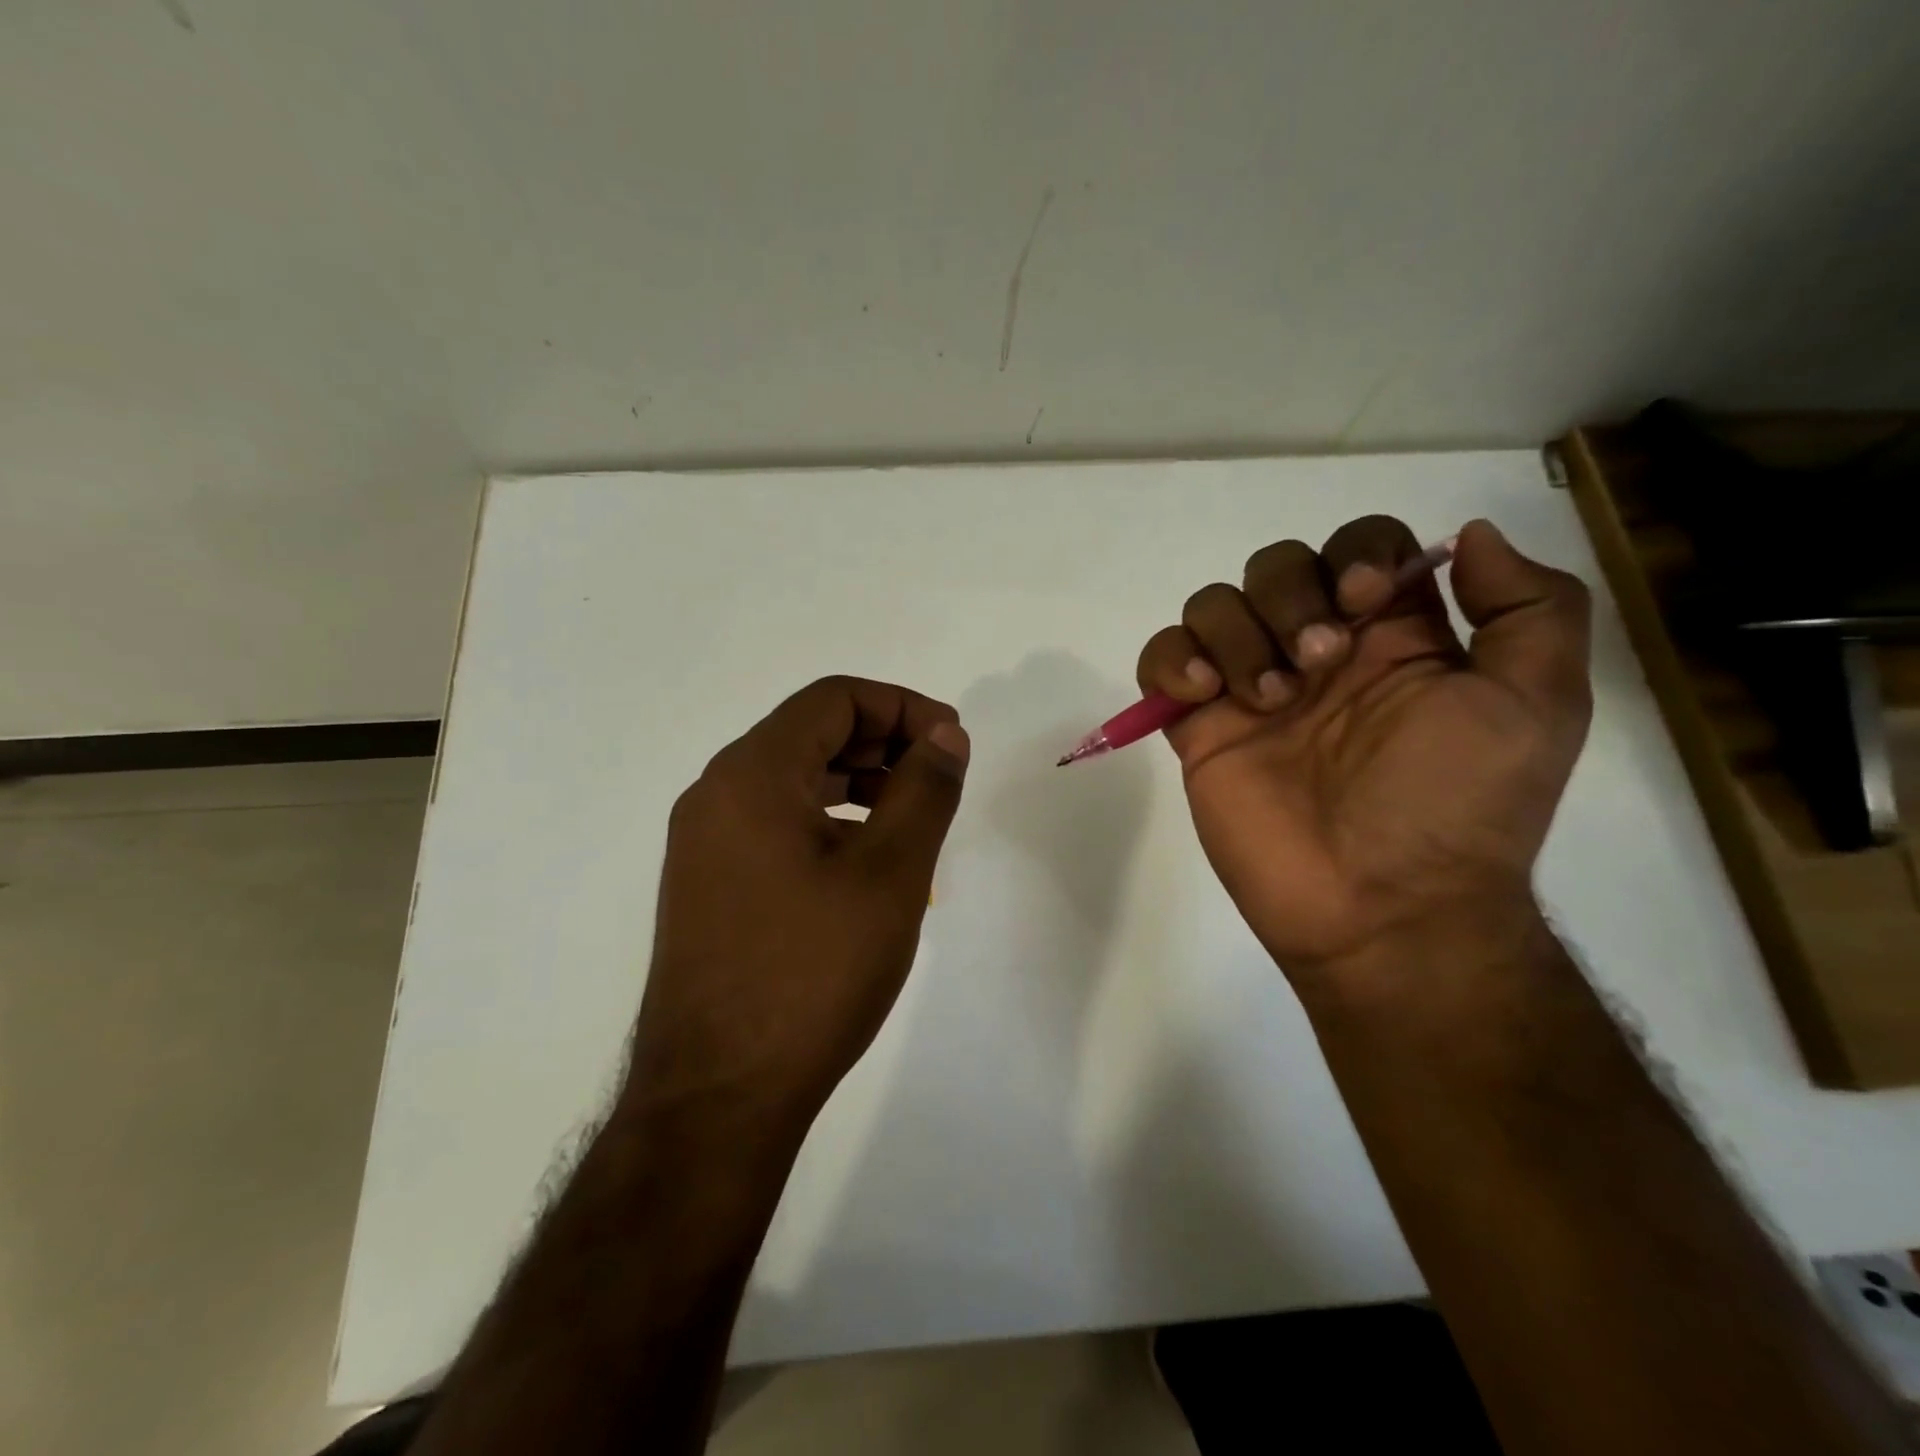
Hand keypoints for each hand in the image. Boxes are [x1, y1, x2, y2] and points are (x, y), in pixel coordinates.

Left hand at [625, 676, 969, 1131]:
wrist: (719, 1096)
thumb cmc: (813, 973)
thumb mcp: (890, 873)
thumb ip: (925, 789)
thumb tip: (946, 735)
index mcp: (752, 774)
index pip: (834, 699)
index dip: (903, 707)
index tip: (952, 743)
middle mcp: (716, 793)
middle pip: (810, 733)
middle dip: (883, 743)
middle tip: (939, 779)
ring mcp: (704, 842)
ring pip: (792, 780)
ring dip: (857, 782)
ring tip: (910, 820)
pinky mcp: (708, 884)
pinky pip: (774, 823)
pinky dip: (827, 820)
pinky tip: (865, 863)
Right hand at [1136, 516, 1590, 975]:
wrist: (1379, 907)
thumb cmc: (1455, 805)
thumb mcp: (1537, 704)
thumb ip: (1530, 607)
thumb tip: (1467, 536)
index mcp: (1394, 637)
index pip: (1360, 547)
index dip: (1354, 554)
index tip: (1363, 601)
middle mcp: (1317, 653)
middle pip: (1276, 566)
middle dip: (1287, 597)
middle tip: (1315, 665)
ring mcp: (1251, 690)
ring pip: (1214, 606)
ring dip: (1236, 635)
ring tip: (1266, 701)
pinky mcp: (1199, 729)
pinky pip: (1161, 660)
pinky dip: (1171, 660)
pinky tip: (1202, 696)